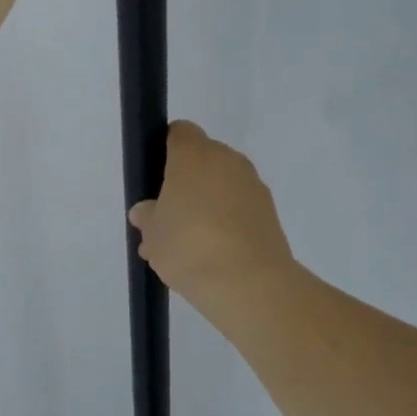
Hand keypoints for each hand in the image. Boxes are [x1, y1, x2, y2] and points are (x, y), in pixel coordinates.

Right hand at [128, 122, 295, 310]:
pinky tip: (211, 254)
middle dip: (185, 184)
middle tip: (168, 218)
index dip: (165, 149)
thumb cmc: (188, 245)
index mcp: (194, 155)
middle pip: (202, 160)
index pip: (179, 133)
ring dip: (206, 205)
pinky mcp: (270, 213)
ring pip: (222, 186)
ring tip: (187, 246)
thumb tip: (147, 211)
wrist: (248, 282)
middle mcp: (228, 160)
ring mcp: (253, 186)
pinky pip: (239, 208)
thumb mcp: (153, 233)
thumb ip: (148, 216)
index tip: (155, 178)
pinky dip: (226, 222)